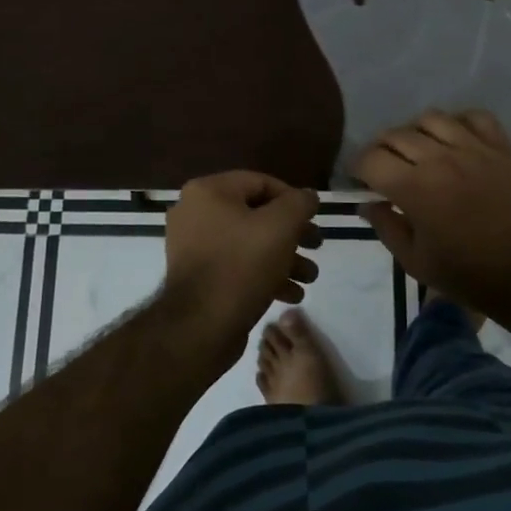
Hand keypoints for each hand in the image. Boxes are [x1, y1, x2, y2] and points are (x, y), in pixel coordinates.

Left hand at [163, 172, 320, 354]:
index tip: (313, 220)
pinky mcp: (198, 277)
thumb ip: (299, 203)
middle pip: (256, 215)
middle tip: (316, 247)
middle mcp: (195, 213)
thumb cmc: (241, 265)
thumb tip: (308, 196)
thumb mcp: (281, 226)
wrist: (200, 327)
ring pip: (249, 243)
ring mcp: (193, 246)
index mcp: (208, 191)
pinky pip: (237, 265)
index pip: (261, 183)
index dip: (293, 199)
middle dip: (292, 234)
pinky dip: (264, 274)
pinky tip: (290, 293)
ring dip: (284, 258)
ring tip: (308, 278)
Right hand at [354, 109, 510, 316]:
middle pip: (396, 134)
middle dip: (382, 149)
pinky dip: (459, 122)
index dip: (358, 167)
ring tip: (420, 149)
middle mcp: (440, 158)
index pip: (371, 159)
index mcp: (414, 188)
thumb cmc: (468, 274)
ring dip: (416, 132)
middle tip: (386, 166)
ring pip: (431, 118)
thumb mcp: (415, 262)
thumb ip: (386, 227)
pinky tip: (456, 139)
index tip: (361, 178)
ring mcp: (473, 148)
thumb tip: (367, 203)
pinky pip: (474, 116)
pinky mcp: (501, 147)